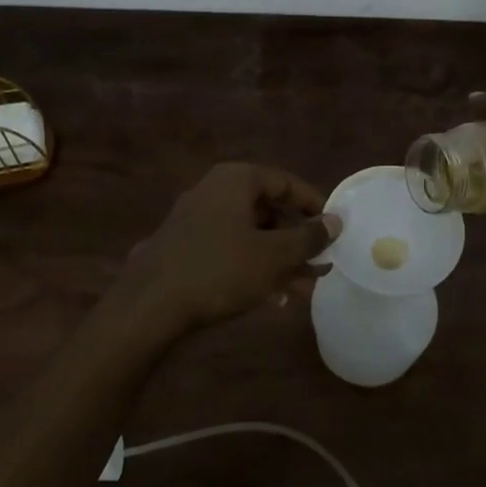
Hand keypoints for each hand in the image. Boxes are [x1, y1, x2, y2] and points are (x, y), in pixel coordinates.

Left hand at [116, 163, 338, 333]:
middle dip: (296, 241)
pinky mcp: (182, 247)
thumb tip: (335, 221)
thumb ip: (309, 237)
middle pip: (267, 210)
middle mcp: (213, 191)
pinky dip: (252, 266)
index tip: (334, 229)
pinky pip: (228, 249)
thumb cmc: (221, 270)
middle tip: (319, 266)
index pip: (285, 182)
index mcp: (236, 180)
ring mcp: (194, 219)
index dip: (314, 205)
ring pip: (249, 234)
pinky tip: (270, 297)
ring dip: (278, 259)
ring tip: (301, 290)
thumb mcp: (274, 255)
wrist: (150, 306)